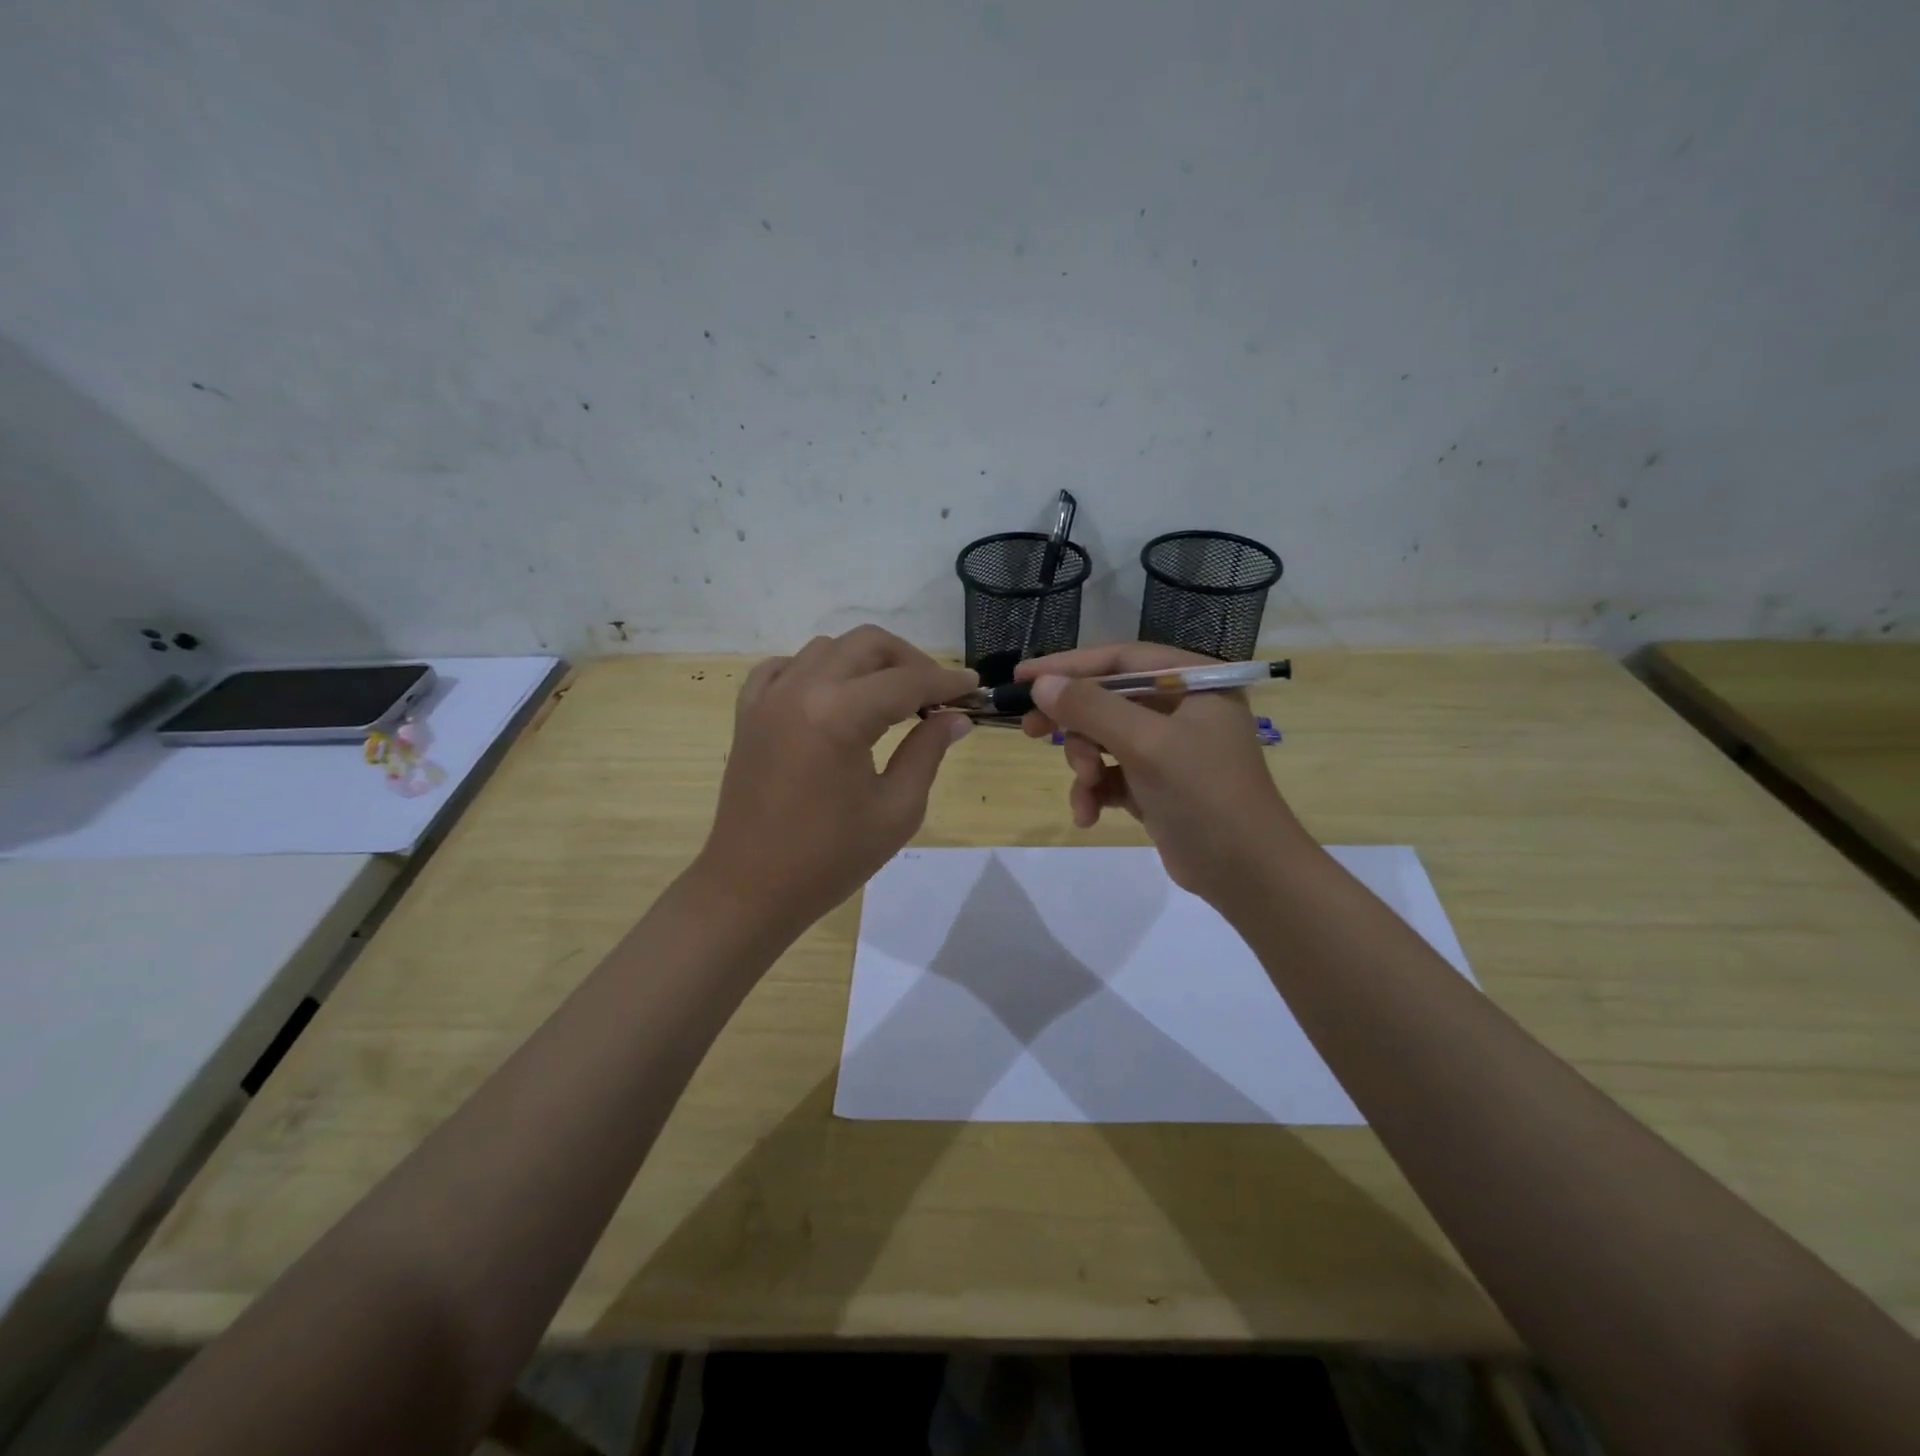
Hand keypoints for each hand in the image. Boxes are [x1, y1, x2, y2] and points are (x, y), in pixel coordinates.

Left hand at [691, 626, 975, 935]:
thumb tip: (955, 718)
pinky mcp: (749, 712)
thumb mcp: (896, 810)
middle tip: (935, 693)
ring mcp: (768, 697)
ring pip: (827, 648)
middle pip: (867, 644)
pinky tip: (833, 696)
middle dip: (910, 660)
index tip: (974, 686)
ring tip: (890, 697)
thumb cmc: (829, 859)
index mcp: (839, 715)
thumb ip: (928, 752)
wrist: (751, 888)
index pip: (907, 681)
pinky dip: (817, 669)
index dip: (946, 681)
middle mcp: (801, 689)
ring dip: (866, 662)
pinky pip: (785, 667)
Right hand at [1017, 644, 1307, 909]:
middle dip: (1072, 721)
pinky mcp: (1157, 784)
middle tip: (1030, 730)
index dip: (1068, 665)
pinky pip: (1111, 774)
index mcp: (1192, 683)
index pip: (1119, 659)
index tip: (1023, 677)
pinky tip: (1088, 815)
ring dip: (1084, 763)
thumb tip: (1041, 684)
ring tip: (1086, 785)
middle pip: (1107, 699)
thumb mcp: (1146, 744)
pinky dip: (1095, 791)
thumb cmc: (1204, 795)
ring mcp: (1169, 748)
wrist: (1246, 874)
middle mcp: (1181, 708)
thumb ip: (1092, 708)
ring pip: (1103, 739)